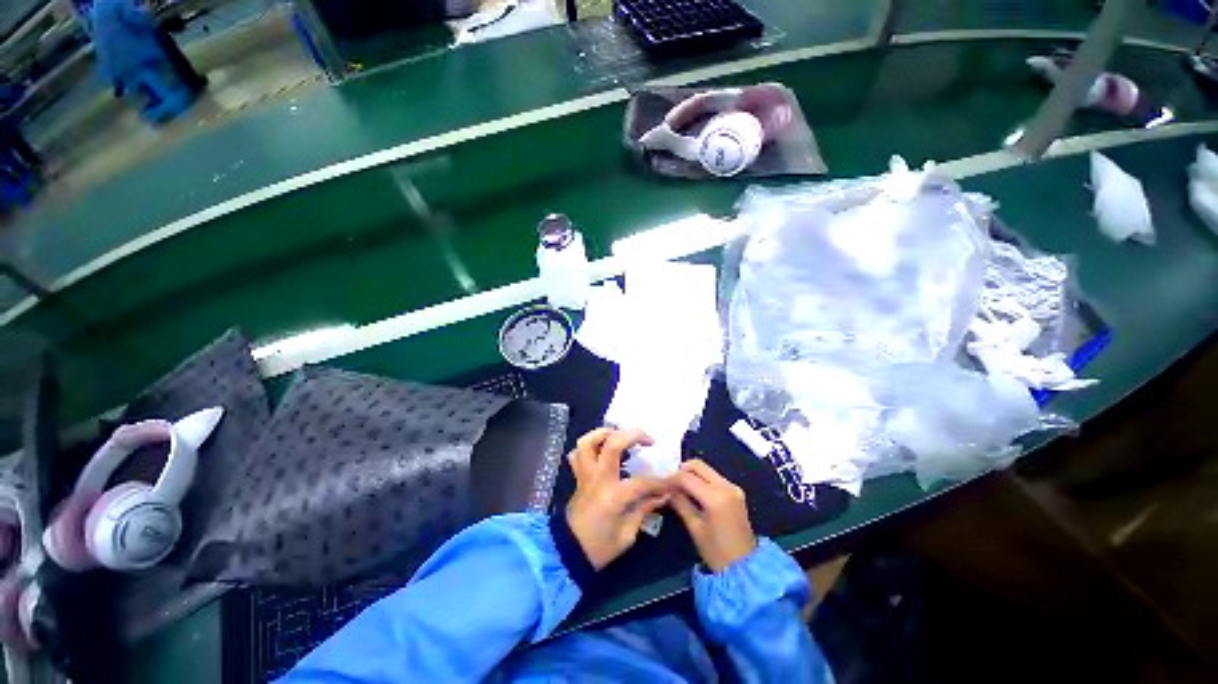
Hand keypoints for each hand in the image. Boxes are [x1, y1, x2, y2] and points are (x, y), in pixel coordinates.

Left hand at [566, 428, 670, 569]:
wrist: (569, 554)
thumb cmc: (600, 548)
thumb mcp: (627, 535)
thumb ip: (644, 509)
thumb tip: (662, 495)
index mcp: (613, 496)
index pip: (641, 482)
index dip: (660, 482)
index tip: (672, 482)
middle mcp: (598, 479)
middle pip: (612, 443)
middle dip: (633, 435)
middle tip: (648, 440)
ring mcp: (585, 475)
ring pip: (588, 442)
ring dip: (605, 433)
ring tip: (621, 436)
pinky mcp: (578, 477)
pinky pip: (577, 454)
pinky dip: (589, 446)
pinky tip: (602, 450)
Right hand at [669, 459, 756, 572]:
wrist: (746, 567)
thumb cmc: (717, 553)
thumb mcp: (695, 528)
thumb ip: (681, 504)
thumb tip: (668, 490)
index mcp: (715, 497)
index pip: (687, 477)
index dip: (672, 479)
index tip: (661, 484)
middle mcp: (726, 486)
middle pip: (698, 465)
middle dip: (681, 470)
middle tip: (671, 483)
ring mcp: (733, 487)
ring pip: (706, 469)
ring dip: (691, 474)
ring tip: (680, 488)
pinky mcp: (735, 491)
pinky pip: (714, 476)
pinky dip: (701, 479)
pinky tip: (693, 491)